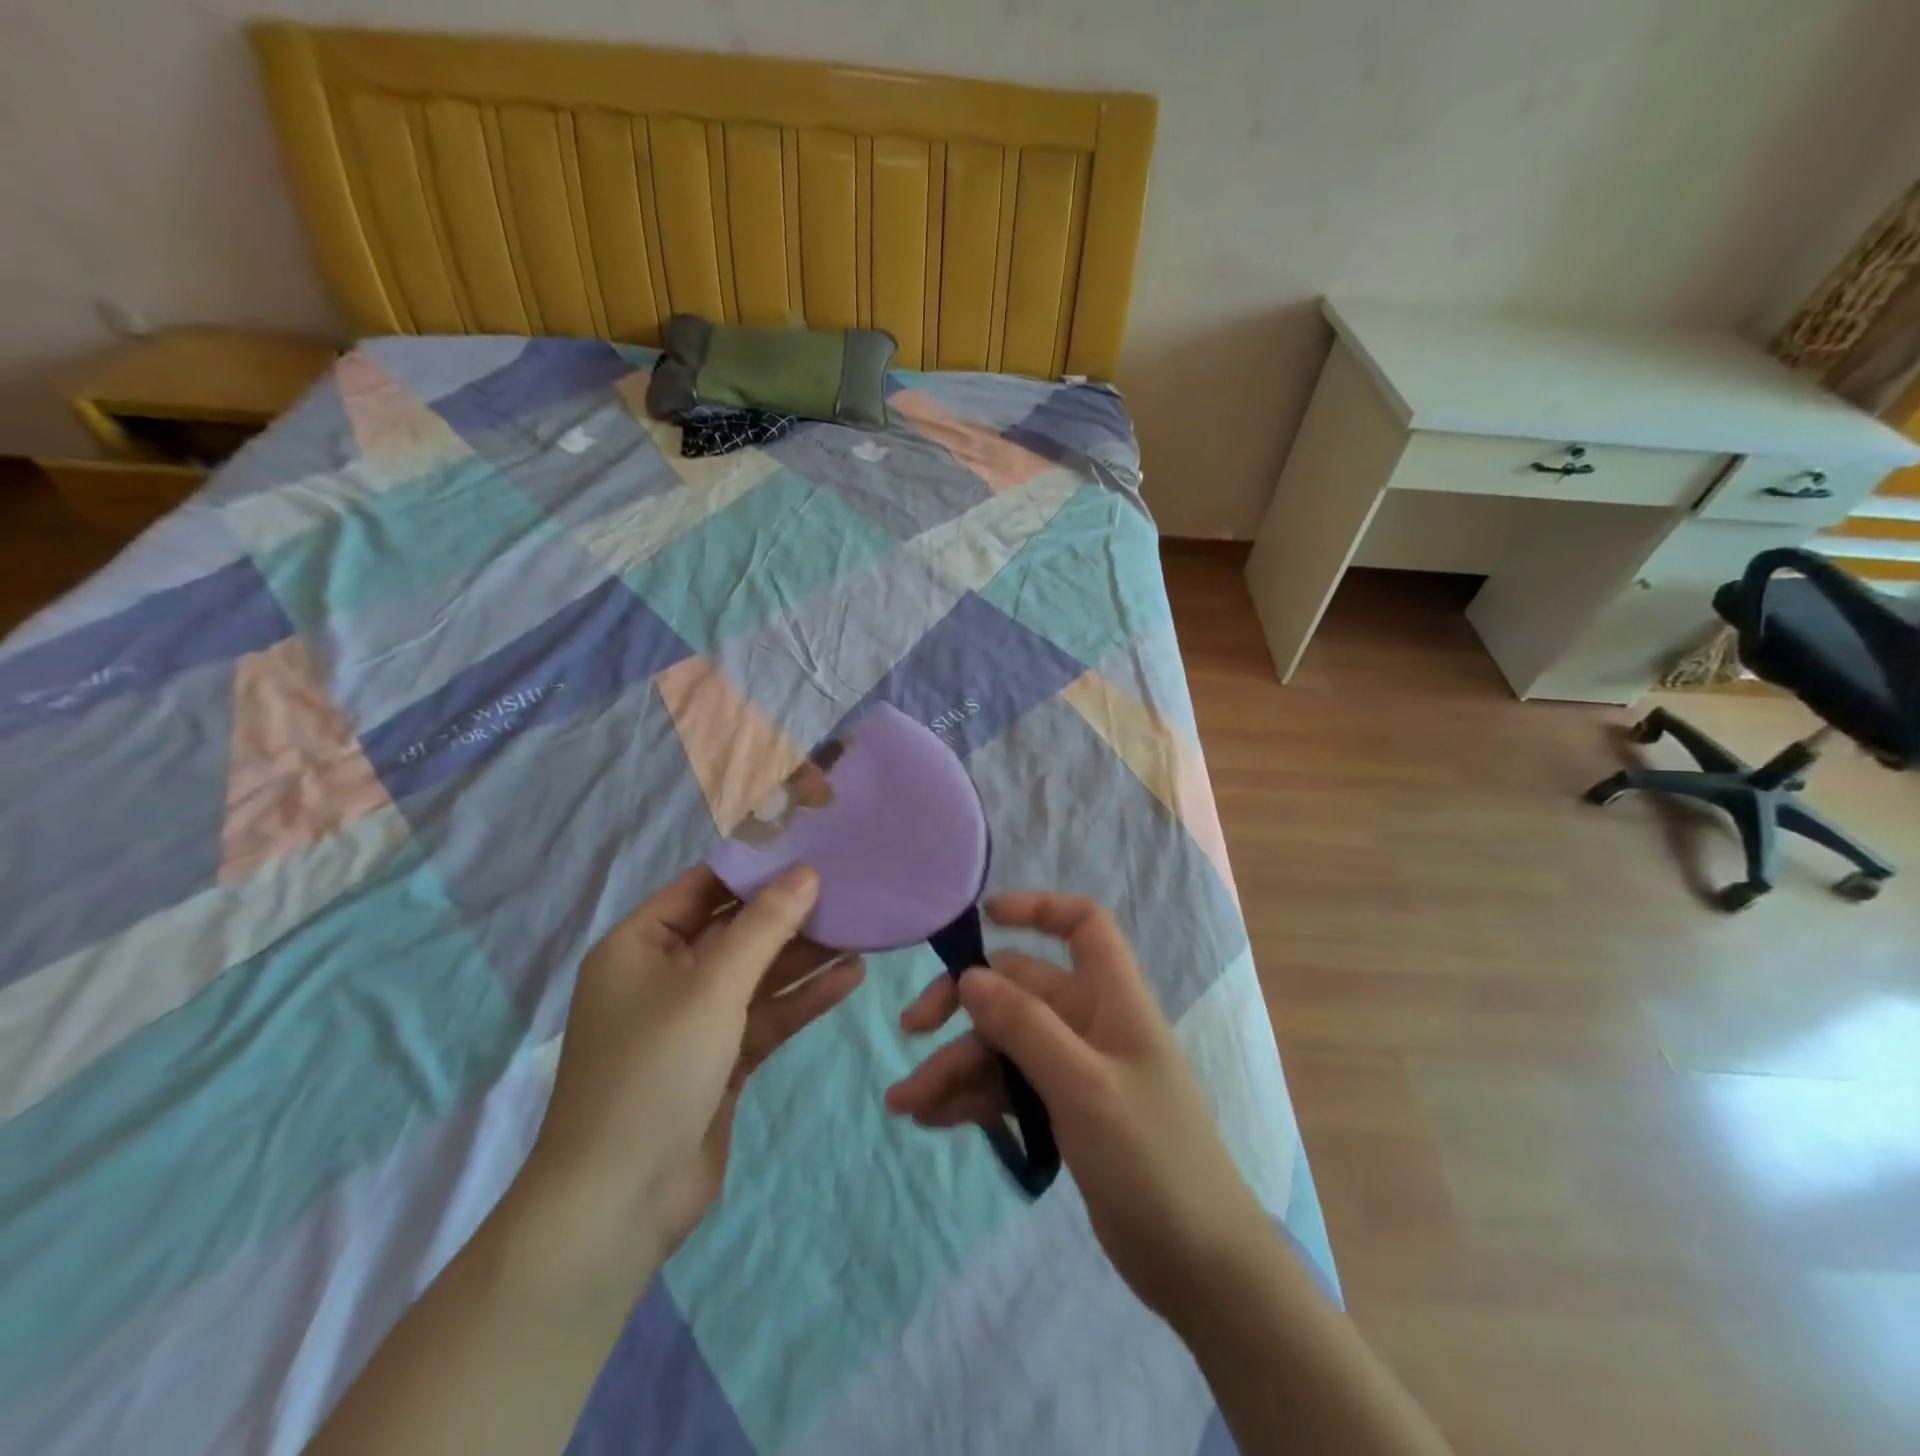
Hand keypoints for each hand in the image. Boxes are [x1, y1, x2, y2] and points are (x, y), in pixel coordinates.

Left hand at [522, 865, 864, 1271]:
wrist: (618, 1201)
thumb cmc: (654, 1070)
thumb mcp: (712, 987)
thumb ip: (763, 927)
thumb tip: (806, 873)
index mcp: (639, 946)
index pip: (703, 888)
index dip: (755, 868)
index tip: (809, 848)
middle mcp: (664, 977)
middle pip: (735, 931)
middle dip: (789, 914)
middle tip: (848, 888)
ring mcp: (693, 1022)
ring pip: (757, 975)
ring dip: (804, 957)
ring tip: (861, 929)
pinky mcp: (719, 1061)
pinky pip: (765, 1016)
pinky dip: (802, 999)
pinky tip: (850, 977)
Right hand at [885, 892, 1266, 1319]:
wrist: (1199, 1267)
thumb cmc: (1152, 1159)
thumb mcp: (1084, 1086)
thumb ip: (1025, 1027)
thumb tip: (969, 976)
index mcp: (1112, 1000)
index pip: (1083, 926)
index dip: (1038, 908)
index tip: (983, 918)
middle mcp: (1091, 1024)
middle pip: (1018, 990)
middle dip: (963, 1007)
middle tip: (912, 1030)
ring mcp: (1074, 1071)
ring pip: (1003, 1046)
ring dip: (955, 1066)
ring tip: (906, 1104)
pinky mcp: (1062, 1114)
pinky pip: (1007, 1088)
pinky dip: (971, 1099)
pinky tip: (932, 1120)